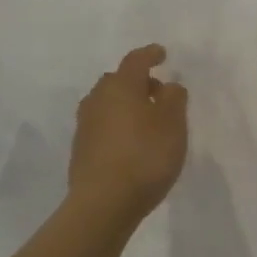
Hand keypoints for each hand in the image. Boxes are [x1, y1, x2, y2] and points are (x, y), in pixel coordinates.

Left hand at [68, 45, 188, 224]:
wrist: (104, 202)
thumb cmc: (145, 156)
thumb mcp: (173, 124)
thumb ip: (174, 98)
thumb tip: (168, 86)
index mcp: (121, 87)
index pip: (136, 61)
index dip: (150, 55)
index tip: (162, 54)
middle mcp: (98, 100)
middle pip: (118, 81)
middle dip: (138, 82)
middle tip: (158, 92)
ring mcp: (86, 125)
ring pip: (108, 104)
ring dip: (127, 105)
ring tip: (147, 120)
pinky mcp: (81, 149)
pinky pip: (103, 125)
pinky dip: (118, 125)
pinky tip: (132, 142)